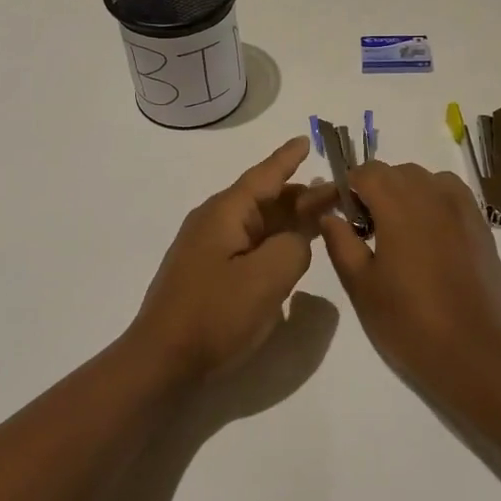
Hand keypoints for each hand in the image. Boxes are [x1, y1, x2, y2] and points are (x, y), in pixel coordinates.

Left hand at [133, 137, 331, 378]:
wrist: (162, 361)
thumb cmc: (215, 315)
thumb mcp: (268, 278)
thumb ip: (294, 247)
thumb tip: (296, 240)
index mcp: (225, 214)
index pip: (264, 176)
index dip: (287, 158)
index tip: (307, 139)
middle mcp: (214, 223)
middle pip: (264, 199)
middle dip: (300, 194)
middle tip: (338, 193)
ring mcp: (209, 249)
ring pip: (258, 224)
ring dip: (289, 219)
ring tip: (322, 216)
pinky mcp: (209, 274)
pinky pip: (249, 245)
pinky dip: (274, 242)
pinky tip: (292, 251)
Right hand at [319, 161, 500, 382]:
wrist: (477, 353)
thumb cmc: (409, 321)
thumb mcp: (361, 285)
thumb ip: (341, 242)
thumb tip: (329, 215)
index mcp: (399, 204)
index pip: (365, 172)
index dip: (344, 187)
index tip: (334, 214)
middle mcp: (433, 194)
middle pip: (396, 173)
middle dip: (373, 191)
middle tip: (362, 229)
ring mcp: (462, 208)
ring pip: (425, 181)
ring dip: (404, 194)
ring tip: (395, 233)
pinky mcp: (481, 227)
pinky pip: (450, 197)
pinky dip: (432, 203)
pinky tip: (426, 239)